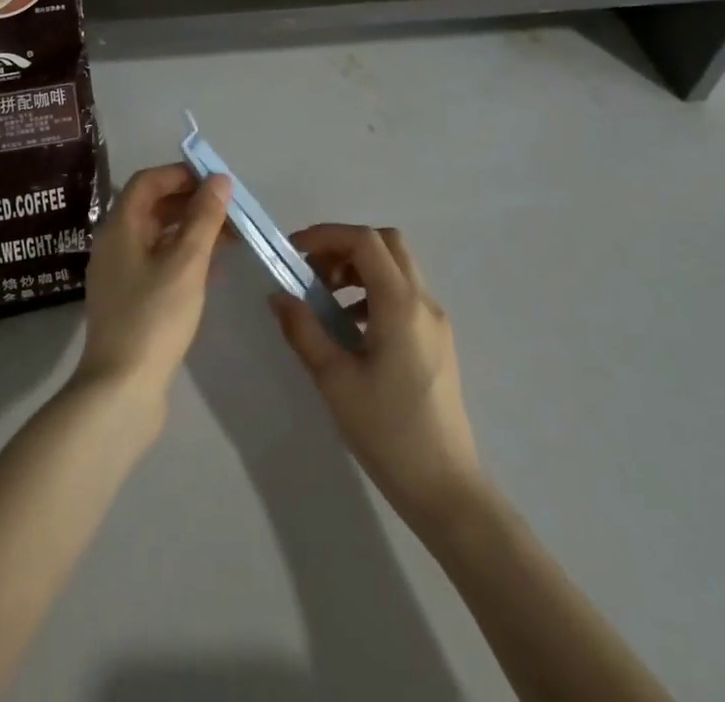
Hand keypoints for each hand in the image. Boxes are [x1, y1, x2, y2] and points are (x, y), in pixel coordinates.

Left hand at [75, 164, 232, 412]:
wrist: (120, 391)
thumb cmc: (153, 317)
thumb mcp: (186, 263)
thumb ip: (204, 218)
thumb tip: (219, 179)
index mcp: (119, 227)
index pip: (148, 181)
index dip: (181, 174)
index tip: (216, 182)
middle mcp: (114, 244)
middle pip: (152, 207)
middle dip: (191, 202)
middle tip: (229, 210)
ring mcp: (119, 274)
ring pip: (157, 236)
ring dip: (191, 229)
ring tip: (229, 236)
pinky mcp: (129, 300)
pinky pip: (158, 262)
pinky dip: (183, 256)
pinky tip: (212, 268)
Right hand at [271, 224, 484, 524]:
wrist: (446, 489)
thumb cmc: (388, 431)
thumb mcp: (335, 380)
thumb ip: (304, 330)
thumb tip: (279, 296)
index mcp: (401, 304)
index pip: (365, 241)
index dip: (327, 235)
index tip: (294, 252)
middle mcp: (423, 302)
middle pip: (386, 244)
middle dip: (344, 247)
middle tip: (312, 272)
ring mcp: (435, 321)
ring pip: (396, 268)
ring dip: (359, 269)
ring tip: (325, 302)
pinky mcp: (437, 342)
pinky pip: (403, 295)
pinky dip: (373, 292)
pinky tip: (351, 329)